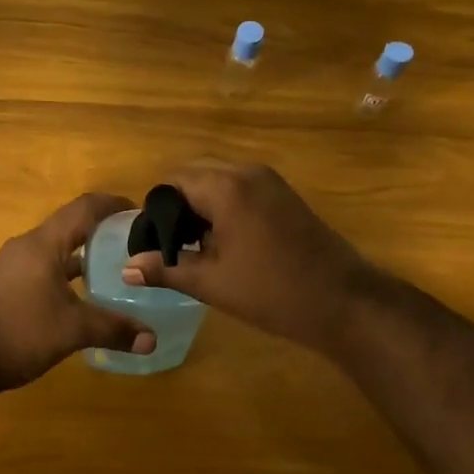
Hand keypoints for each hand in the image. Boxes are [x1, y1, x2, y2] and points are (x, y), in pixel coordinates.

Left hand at [0, 192, 155, 392]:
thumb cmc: (21, 331)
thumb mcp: (73, 330)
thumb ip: (114, 329)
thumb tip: (152, 339)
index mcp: (44, 243)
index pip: (84, 208)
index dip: (114, 205)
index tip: (142, 214)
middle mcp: (28, 246)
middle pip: (72, 225)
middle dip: (104, 230)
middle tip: (136, 243)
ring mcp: (16, 265)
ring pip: (58, 248)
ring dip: (86, 253)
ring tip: (118, 267)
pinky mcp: (9, 285)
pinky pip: (47, 266)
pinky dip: (69, 272)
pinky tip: (87, 293)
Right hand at [122, 161, 375, 353]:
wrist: (345, 302)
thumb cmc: (273, 292)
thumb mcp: (212, 283)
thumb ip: (166, 269)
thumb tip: (127, 269)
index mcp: (225, 186)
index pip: (172, 182)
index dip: (156, 211)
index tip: (153, 244)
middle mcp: (246, 172)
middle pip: (195, 176)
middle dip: (178, 207)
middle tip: (173, 248)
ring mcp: (270, 181)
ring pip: (219, 182)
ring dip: (202, 208)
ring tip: (197, 250)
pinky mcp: (285, 195)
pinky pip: (241, 190)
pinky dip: (225, 208)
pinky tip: (225, 245)